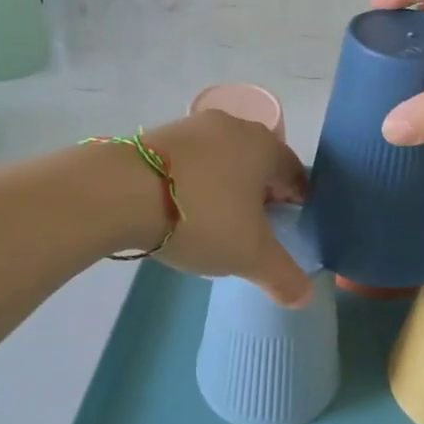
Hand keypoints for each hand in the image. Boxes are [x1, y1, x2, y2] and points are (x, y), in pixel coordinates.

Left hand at [140, 111, 312, 305]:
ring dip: (227, 188)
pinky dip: (196, 183)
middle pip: (259, 164)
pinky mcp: (158, 135)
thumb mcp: (249, 255)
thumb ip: (283, 275)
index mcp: (265, 146)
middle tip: (255, 231)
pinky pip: (192, 162)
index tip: (290, 230)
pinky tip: (182, 210)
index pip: (296, 173)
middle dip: (262, 195)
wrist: (119, 191)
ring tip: (216, 223)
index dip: (298, 203)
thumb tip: (305, 296)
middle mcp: (234, 126)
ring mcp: (193, 126)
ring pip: (224, 160)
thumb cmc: (201, 216)